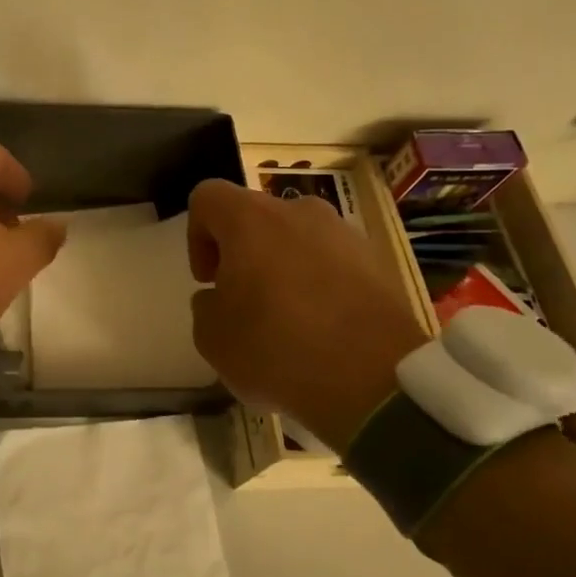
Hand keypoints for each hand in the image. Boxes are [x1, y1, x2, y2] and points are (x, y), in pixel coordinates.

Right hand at [187, 179, 426, 443]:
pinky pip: (333, 264)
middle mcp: (299, 212)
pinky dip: (320, 286)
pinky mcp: (378, 263)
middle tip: (243, 301)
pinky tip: (321, 330)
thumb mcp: (211, 338)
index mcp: (250, 219)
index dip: (197, 236)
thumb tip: (221, 297)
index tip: (209, 281)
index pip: (207, 197)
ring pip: (297, 240)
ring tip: (286, 320)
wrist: (375, 380)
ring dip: (283, 268)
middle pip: (256, 218)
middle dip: (243, 254)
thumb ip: (206, 306)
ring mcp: (345, 234)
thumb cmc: (277, 349)